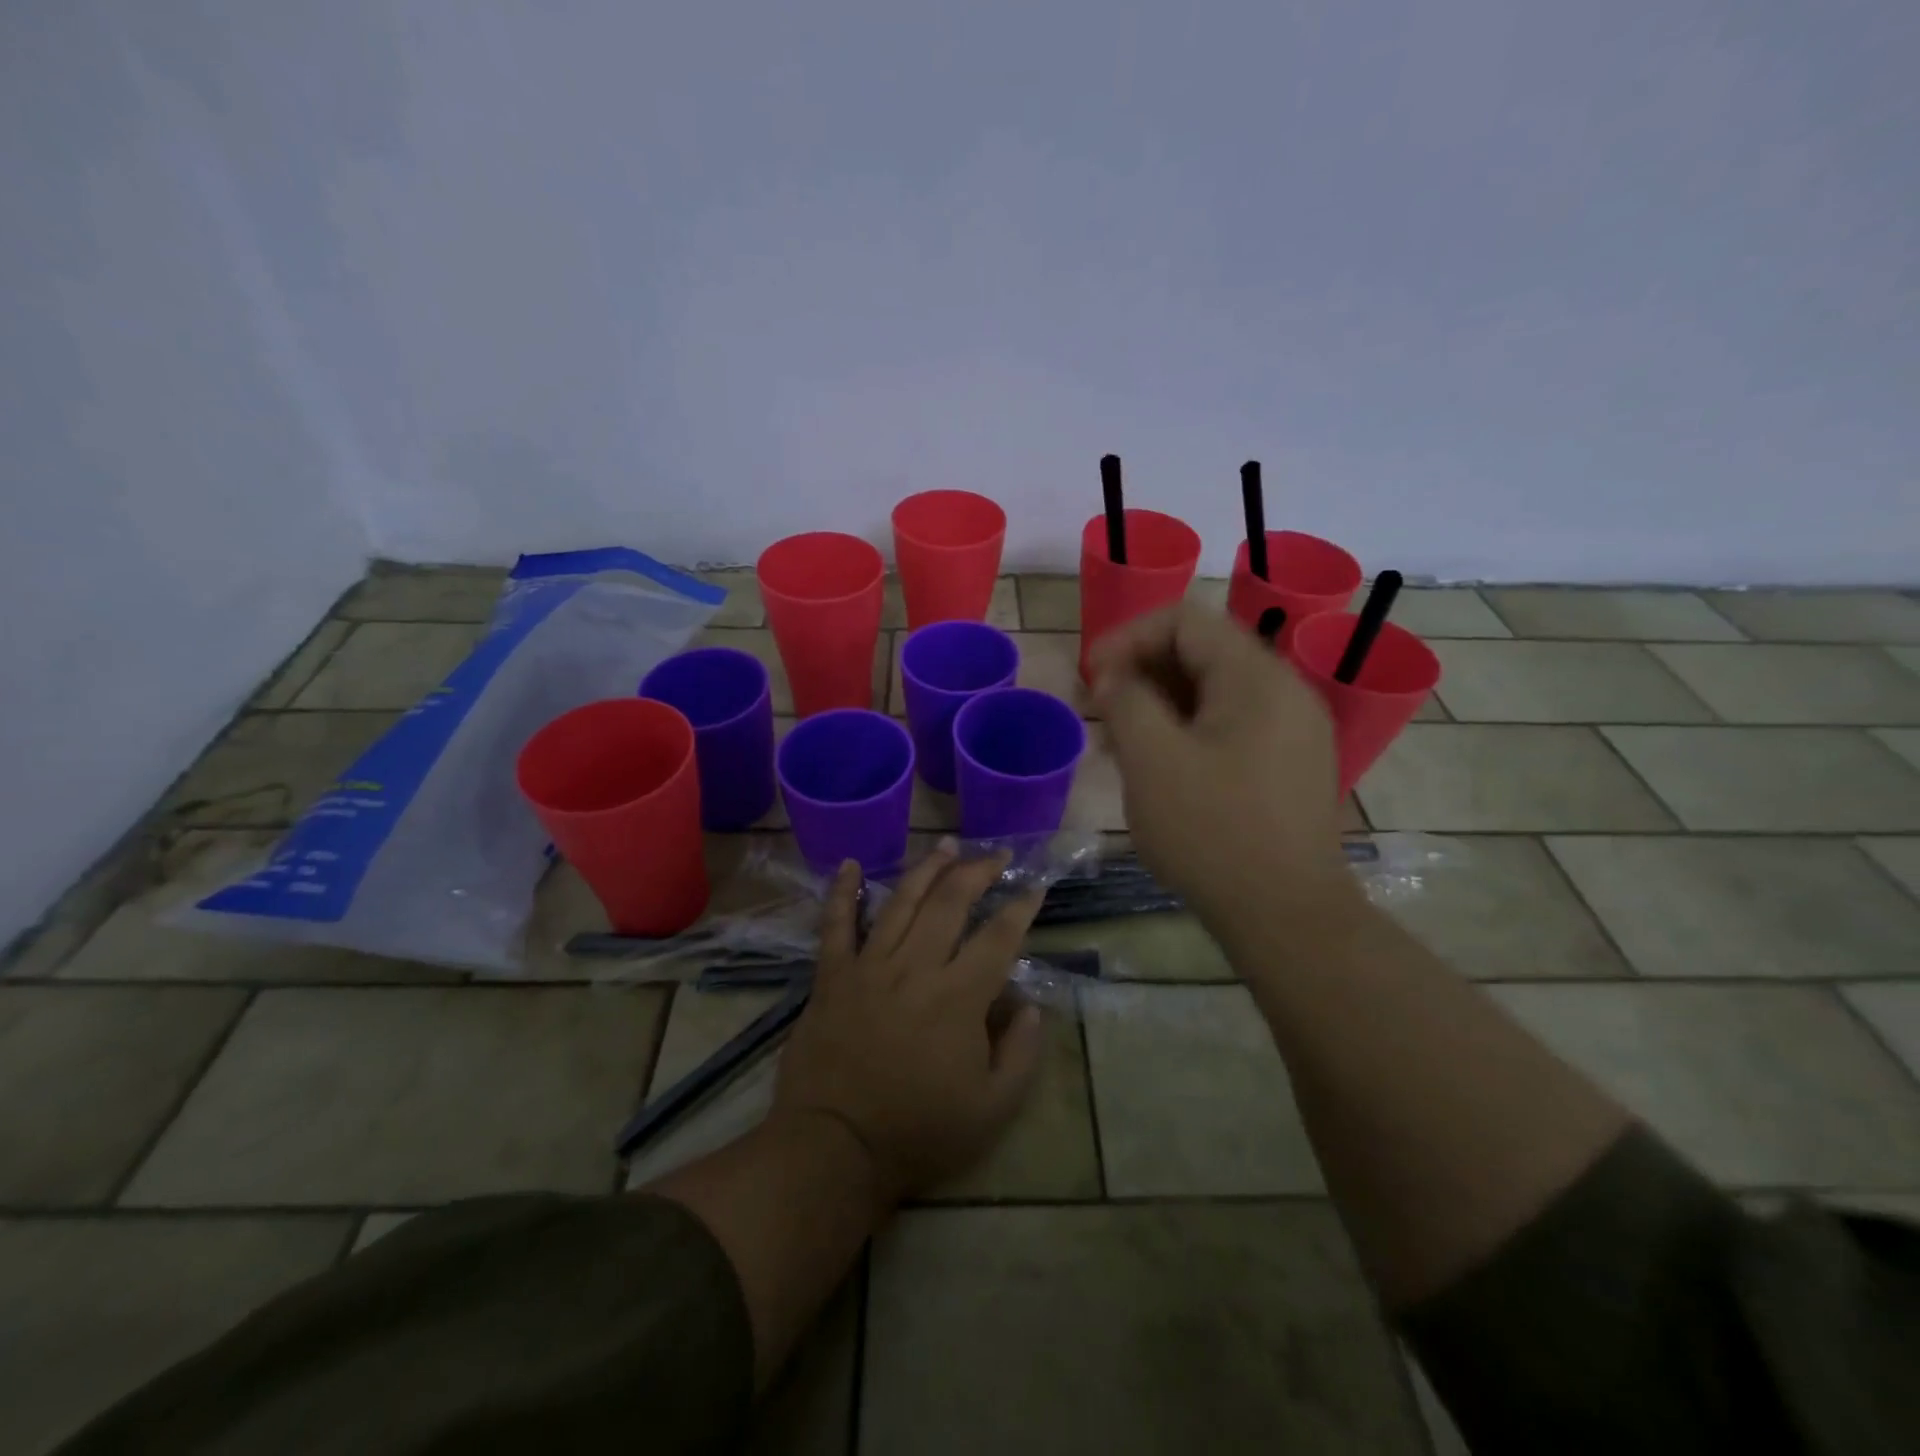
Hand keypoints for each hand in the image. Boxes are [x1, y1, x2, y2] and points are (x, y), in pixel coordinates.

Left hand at [773, 842, 1046, 1202]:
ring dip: (926, 868)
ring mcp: (869, 965)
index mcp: (959, 996)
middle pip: (950, 902)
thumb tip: (1029, 1005)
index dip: (1020, 907)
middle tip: (994, 855)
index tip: (1034, 886)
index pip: (998, 936)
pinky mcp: (832, 975)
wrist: (835, 1147)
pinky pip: (835, 924)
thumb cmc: (919, 1131)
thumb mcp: (992, 1109)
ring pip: (901, 901)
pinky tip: (849, 864)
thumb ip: (1021, 1053)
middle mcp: (916, 966)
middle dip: (977, 871)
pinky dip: (842, 892)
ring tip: (945, 844)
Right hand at [1088, 604, 1361, 928]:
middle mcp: (1284, 690)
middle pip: (1201, 652)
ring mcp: (1292, 729)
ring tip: (1119, 740)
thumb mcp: (1152, 760)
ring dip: (1160, 703)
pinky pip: (1231, 725)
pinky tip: (1157, 765)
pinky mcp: (1289, 764)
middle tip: (1099, 709)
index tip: (1091, 677)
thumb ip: (1125, 701)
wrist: (1286, 915)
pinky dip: (1188, 730)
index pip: (1184, 620)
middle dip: (1141, 671)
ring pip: (1214, 692)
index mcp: (1256, 677)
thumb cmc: (1212, 831)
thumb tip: (1114, 679)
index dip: (1127, 637)